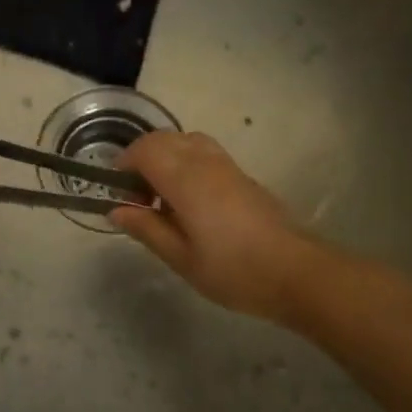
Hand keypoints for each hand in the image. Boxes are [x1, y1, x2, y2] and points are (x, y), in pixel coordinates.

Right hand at [110, 131, 319, 324]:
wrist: (296, 272)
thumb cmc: (234, 270)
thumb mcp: (181, 259)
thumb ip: (147, 229)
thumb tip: (116, 210)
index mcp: (185, 180)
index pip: (144, 150)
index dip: (124, 164)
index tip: (118, 193)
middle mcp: (205, 162)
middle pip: (163, 139)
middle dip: (141, 158)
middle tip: (137, 197)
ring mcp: (227, 165)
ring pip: (185, 140)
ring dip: (165, 157)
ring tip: (162, 196)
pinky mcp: (242, 175)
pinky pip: (204, 152)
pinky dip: (185, 162)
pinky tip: (188, 200)